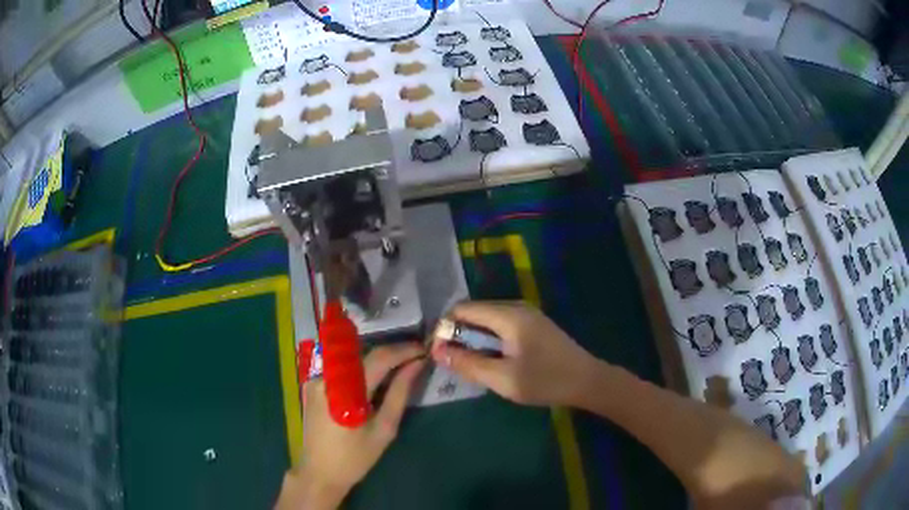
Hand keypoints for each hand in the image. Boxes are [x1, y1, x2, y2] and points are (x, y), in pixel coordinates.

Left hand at [275, 343, 425, 509]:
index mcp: (347, 391)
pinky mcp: (313, 384)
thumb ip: (400, 393)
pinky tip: (374, 380)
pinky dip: (361, 369)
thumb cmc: (355, 457)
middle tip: (415, 358)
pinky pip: (341, 369)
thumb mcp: (384, 429)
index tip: (424, 350)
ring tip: (400, 367)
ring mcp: (317, 379)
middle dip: (392, 353)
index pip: (379, 358)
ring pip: (353, 359)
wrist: (320, 472)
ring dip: (377, 360)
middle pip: (365, 354)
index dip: (404, 350)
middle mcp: (328, 377)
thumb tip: (416, 365)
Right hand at [431, 301, 596, 406]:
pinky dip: (489, 339)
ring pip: (487, 319)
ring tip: (472, 364)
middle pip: (474, 312)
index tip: (439, 353)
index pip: (463, 309)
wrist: (587, 381)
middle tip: (455, 363)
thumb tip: (437, 352)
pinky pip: (501, 325)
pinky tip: (493, 360)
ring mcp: (527, 314)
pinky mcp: (533, 324)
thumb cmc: (545, 381)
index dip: (445, 328)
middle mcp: (516, 307)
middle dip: (459, 334)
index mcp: (508, 315)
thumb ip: (469, 364)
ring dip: (474, 338)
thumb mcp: (503, 378)